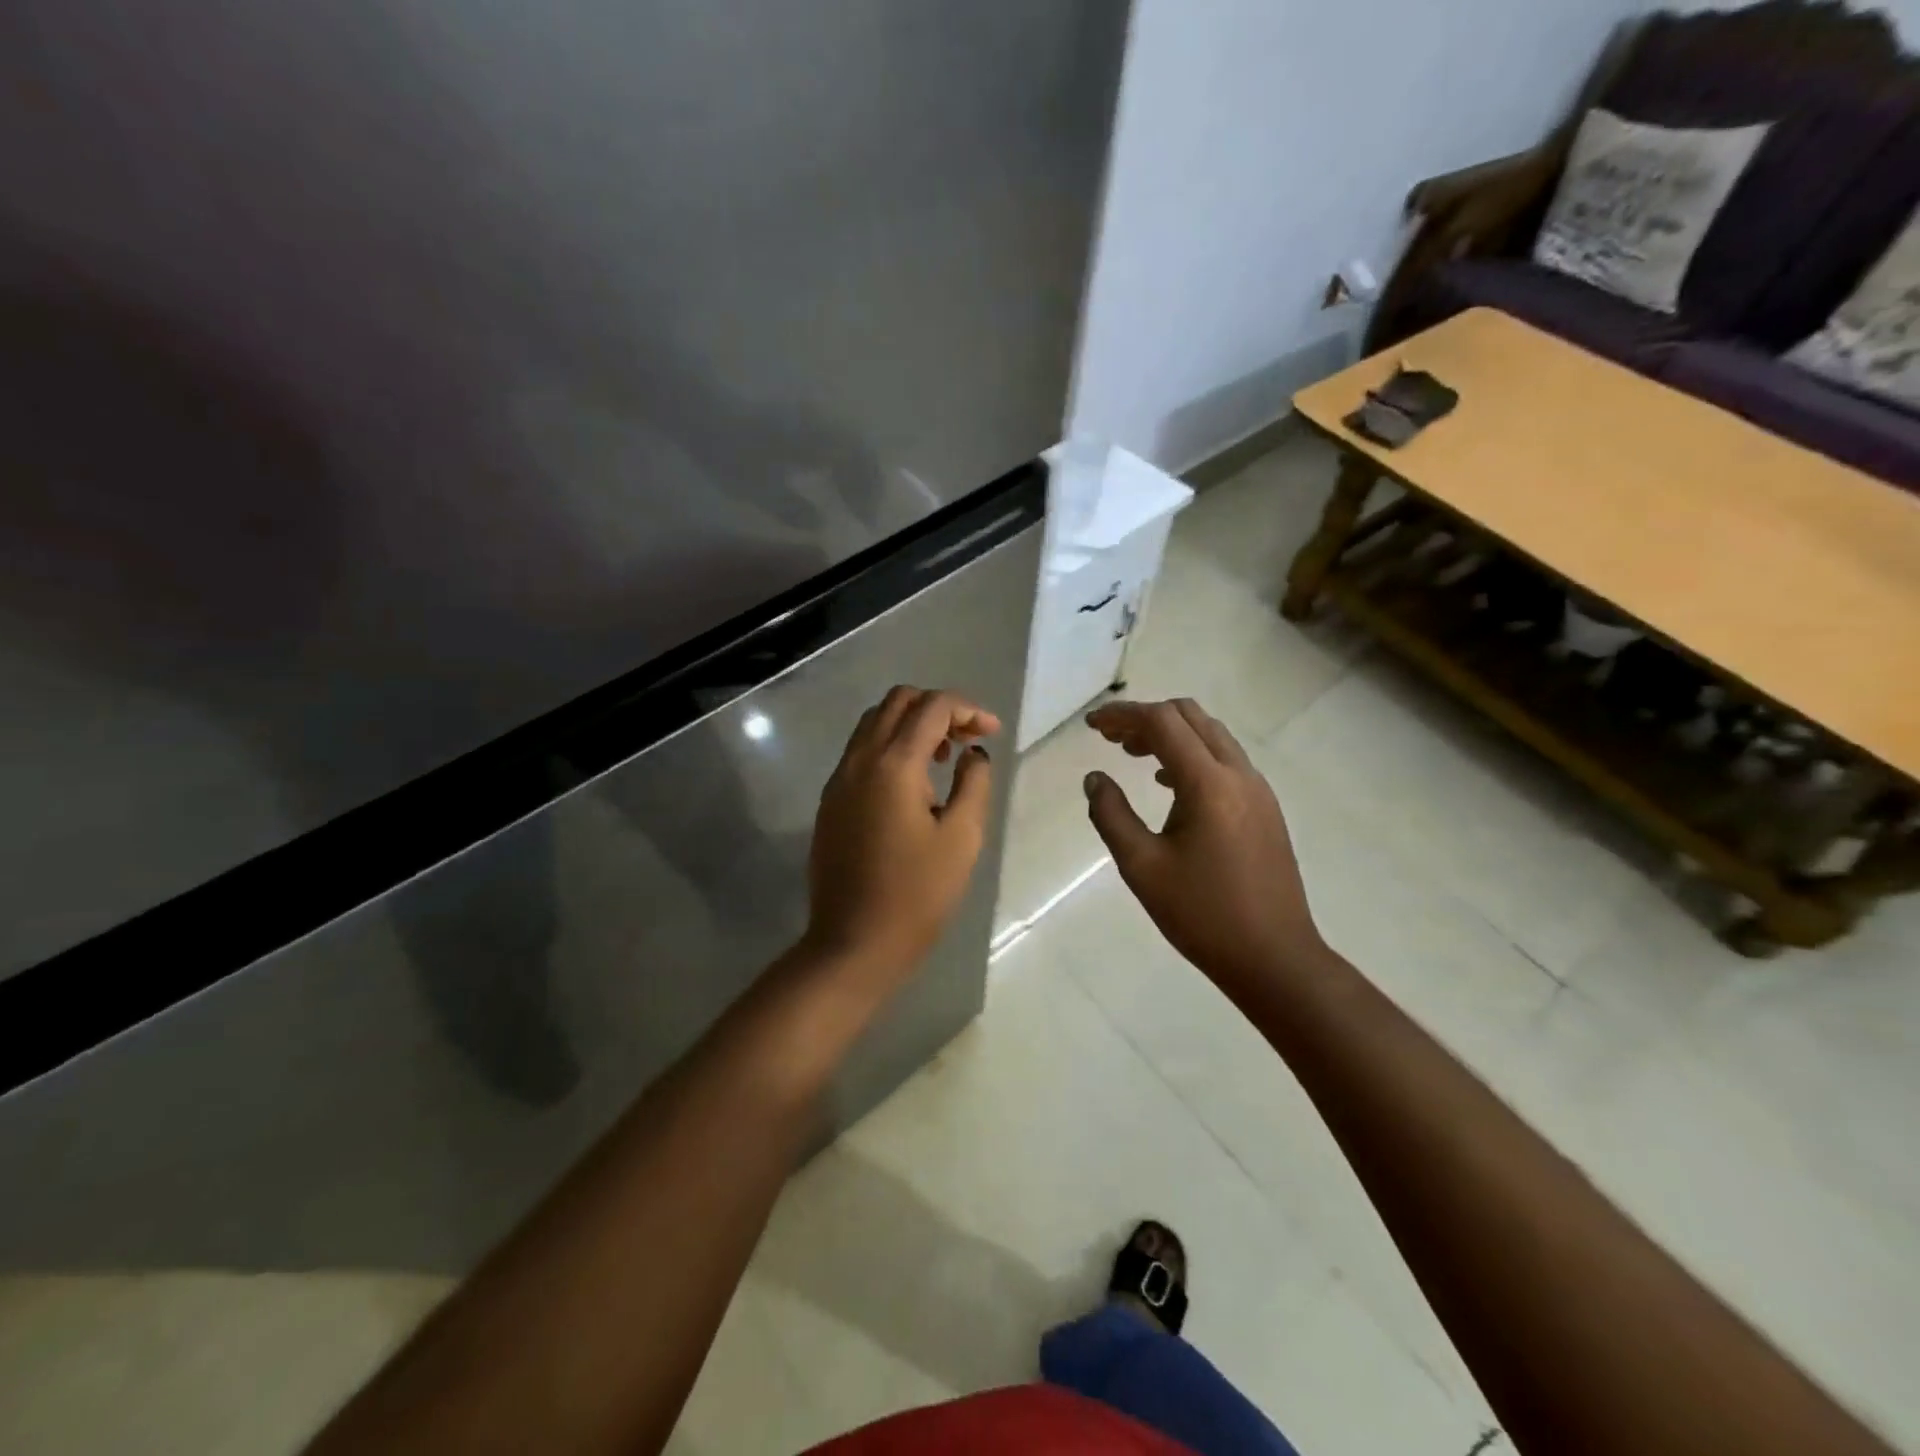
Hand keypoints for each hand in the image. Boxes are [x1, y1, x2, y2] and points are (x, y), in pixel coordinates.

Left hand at [804, 686, 999, 984]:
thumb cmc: (916, 894)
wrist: (854, 943)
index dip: (968, 709)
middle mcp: (859, 760)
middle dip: (938, 709)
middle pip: (897, 701)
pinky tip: (914, 784)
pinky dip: (891, 747)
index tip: (992, 733)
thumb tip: (973, 754)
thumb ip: (974, 783)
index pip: (932, 707)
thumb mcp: (962, 838)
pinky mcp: (831, 800)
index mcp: (892, 764)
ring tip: (944, 760)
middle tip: (967, 739)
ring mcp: (838, 779)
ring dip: (912, 725)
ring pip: (875, 723)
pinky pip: (861, 751)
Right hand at [1084, 699, 1324, 999]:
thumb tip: (1095, 779)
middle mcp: (1239, 774)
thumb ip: (1111, 815)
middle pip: (1190, 717)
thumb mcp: (1142, 867)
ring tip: (1132, 755)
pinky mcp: (1265, 808)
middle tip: (1110, 737)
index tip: (1091, 725)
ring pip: (1211, 736)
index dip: (1122, 715)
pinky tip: (1168, 784)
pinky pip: (1225, 761)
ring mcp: (1258, 790)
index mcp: (1208, 783)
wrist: (1274, 957)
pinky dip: (1192, 755)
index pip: (1162, 722)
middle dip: (1147, 717)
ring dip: (1171, 735)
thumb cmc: (1201, 914)